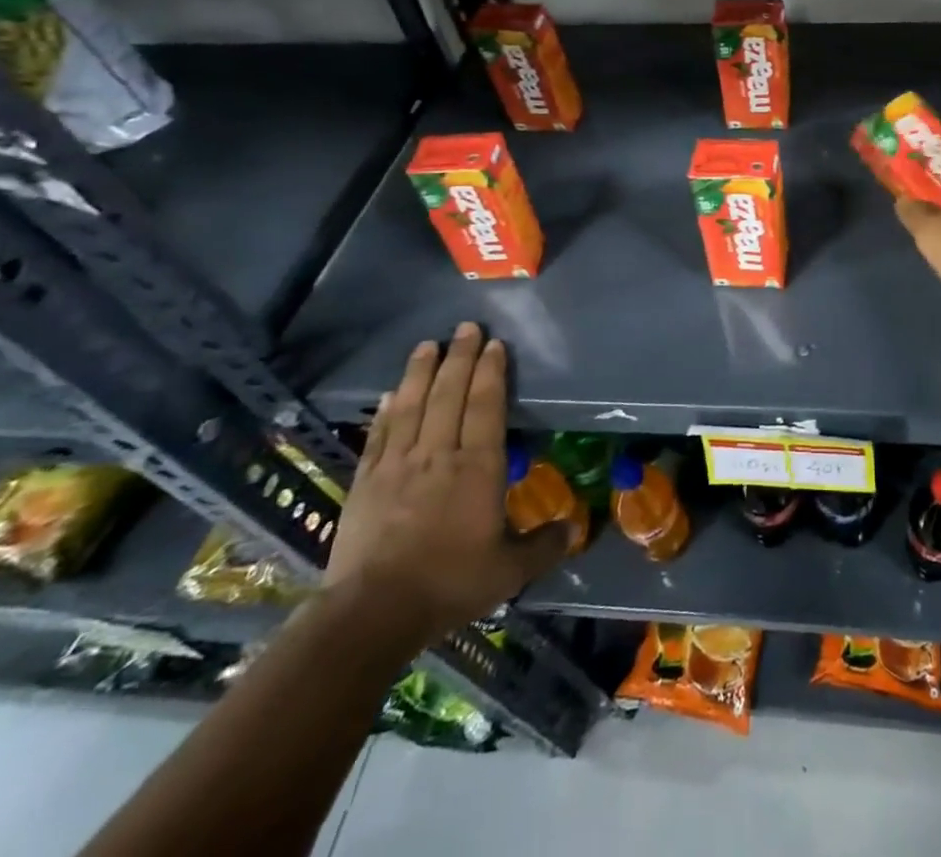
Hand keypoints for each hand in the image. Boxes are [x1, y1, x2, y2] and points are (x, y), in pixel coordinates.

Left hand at [325, 324, 568, 643]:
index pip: (486, 405)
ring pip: (411, 405)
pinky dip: (385, 411)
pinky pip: (379, 435)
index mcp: (477, 467)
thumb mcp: (509, 571)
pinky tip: (388, 394)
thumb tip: (574, 530)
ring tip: (427, 345)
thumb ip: (543, 546)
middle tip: (465, 327)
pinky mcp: (366, 482)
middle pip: (449, 394)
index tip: (493, 344)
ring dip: (420, 372)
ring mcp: (398, 465)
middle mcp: (439, 454)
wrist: (373, 613)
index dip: (491, 371)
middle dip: (460, 357)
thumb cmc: (450, 584)